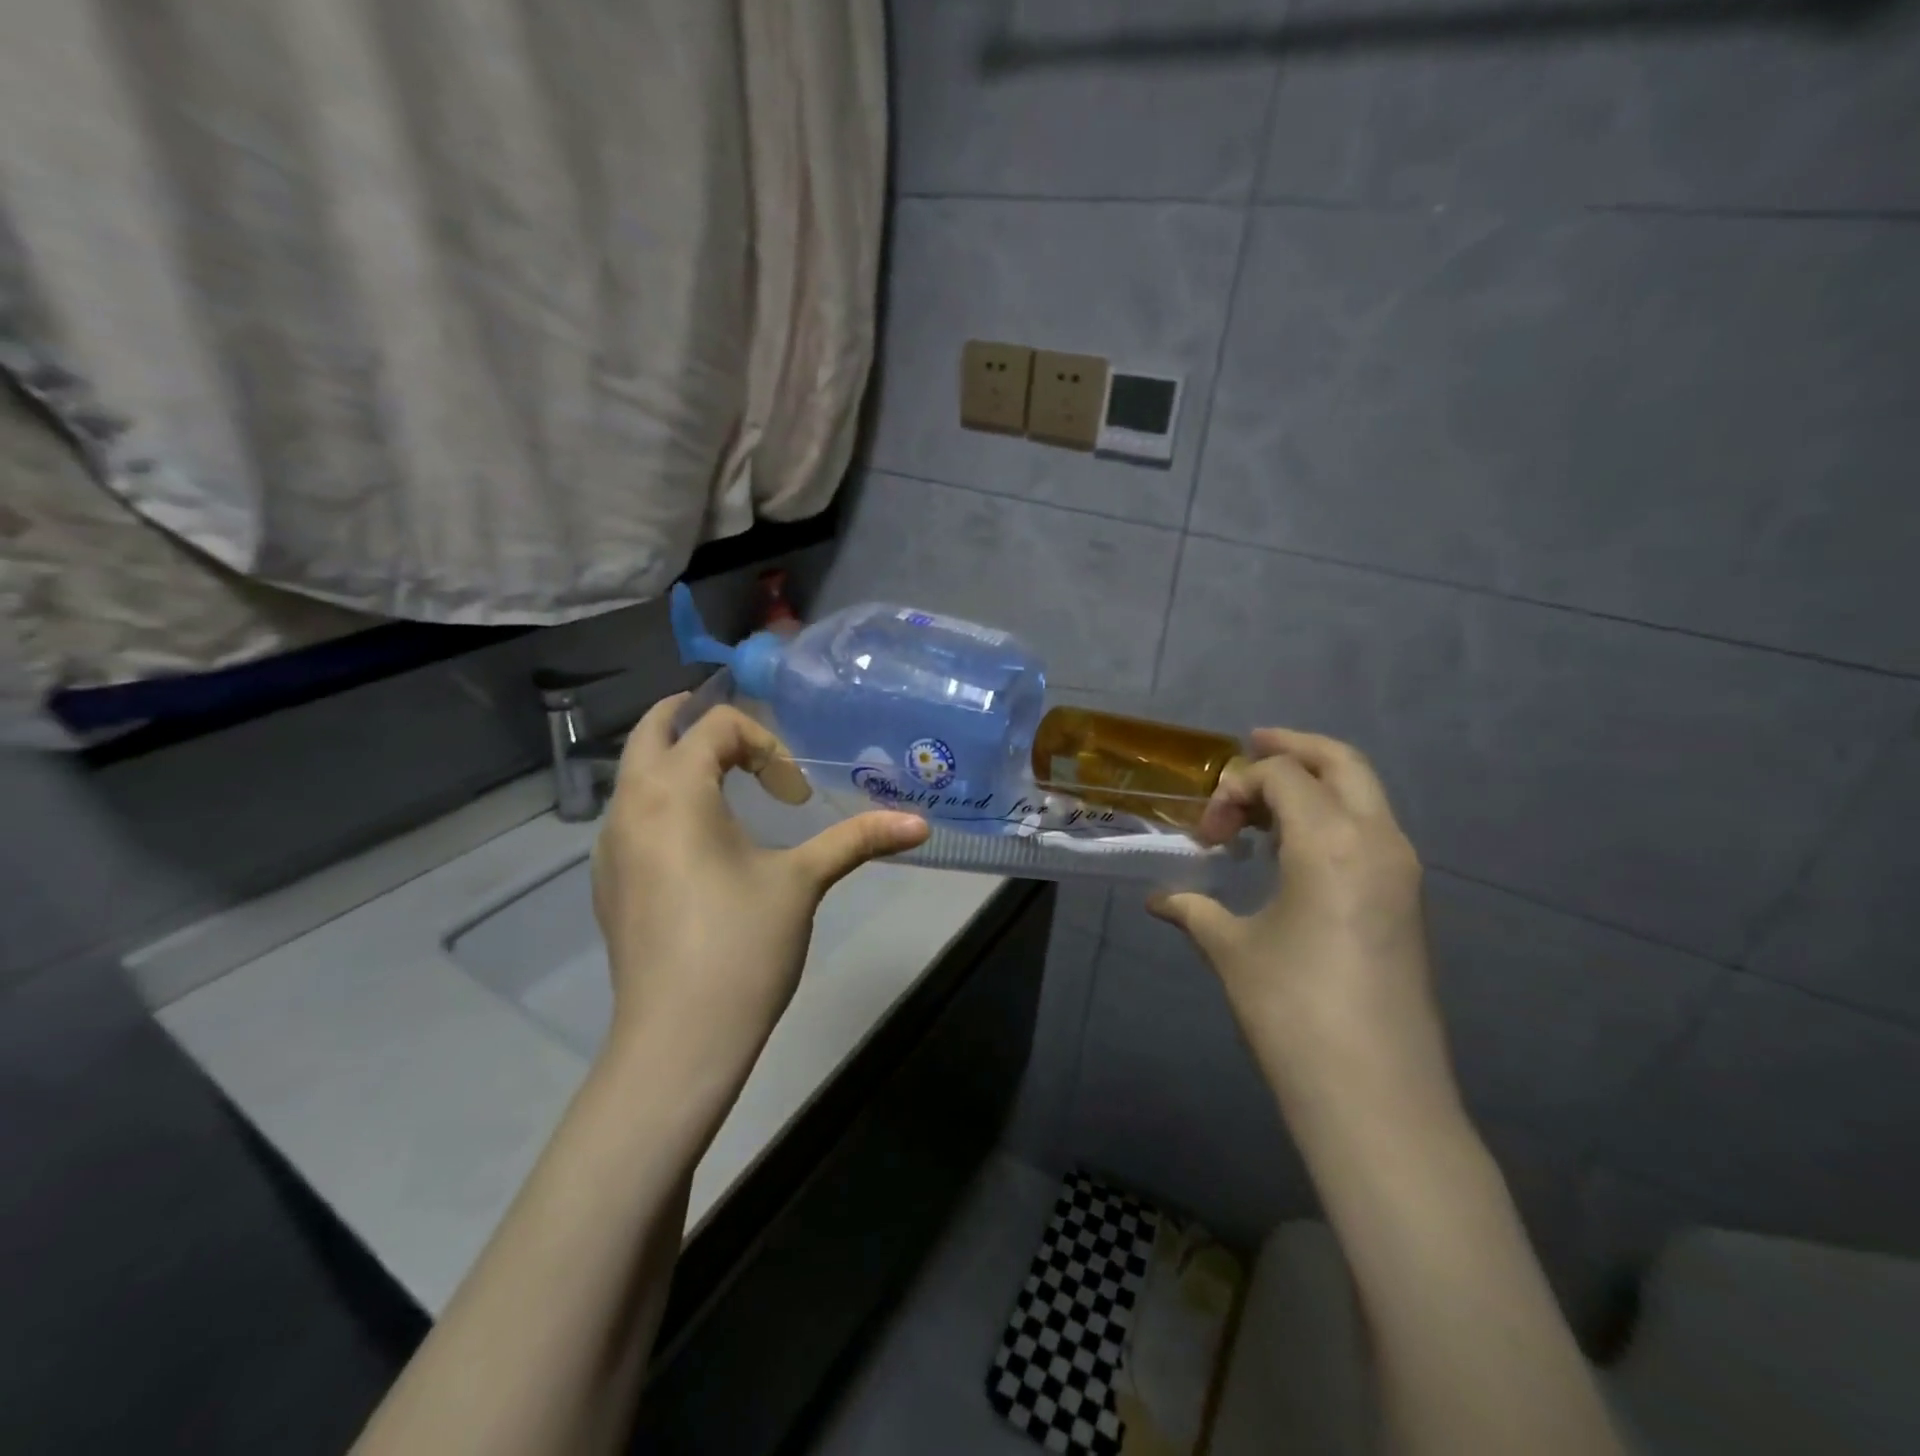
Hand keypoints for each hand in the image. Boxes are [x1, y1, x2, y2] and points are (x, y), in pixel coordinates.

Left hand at [590, 698, 928, 1101]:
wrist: (678, 1040)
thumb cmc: (742, 946)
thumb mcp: (803, 882)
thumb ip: (857, 840)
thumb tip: (920, 825)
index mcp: (674, 791)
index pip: (716, 727)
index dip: (765, 746)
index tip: (796, 796)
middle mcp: (629, 806)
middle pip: (650, 732)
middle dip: (693, 717)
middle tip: (739, 731)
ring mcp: (609, 846)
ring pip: (634, 775)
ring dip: (674, 761)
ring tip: (725, 782)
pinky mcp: (608, 882)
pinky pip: (629, 816)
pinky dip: (661, 802)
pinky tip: (698, 843)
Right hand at [1150, 728, 1457, 1123]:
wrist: (1376, 1096)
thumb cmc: (1293, 1011)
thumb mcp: (1230, 950)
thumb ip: (1193, 910)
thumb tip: (1160, 900)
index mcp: (1331, 841)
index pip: (1282, 775)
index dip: (1235, 788)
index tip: (1207, 835)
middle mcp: (1377, 840)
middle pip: (1341, 762)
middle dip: (1293, 748)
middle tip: (1249, 747)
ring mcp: (1402, 871)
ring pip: (1364, 794)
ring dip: (1315, 784)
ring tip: (1264, 808)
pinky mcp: (1408, 901)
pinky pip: (1371, 829)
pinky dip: (1334, 817)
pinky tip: (1295, 851)